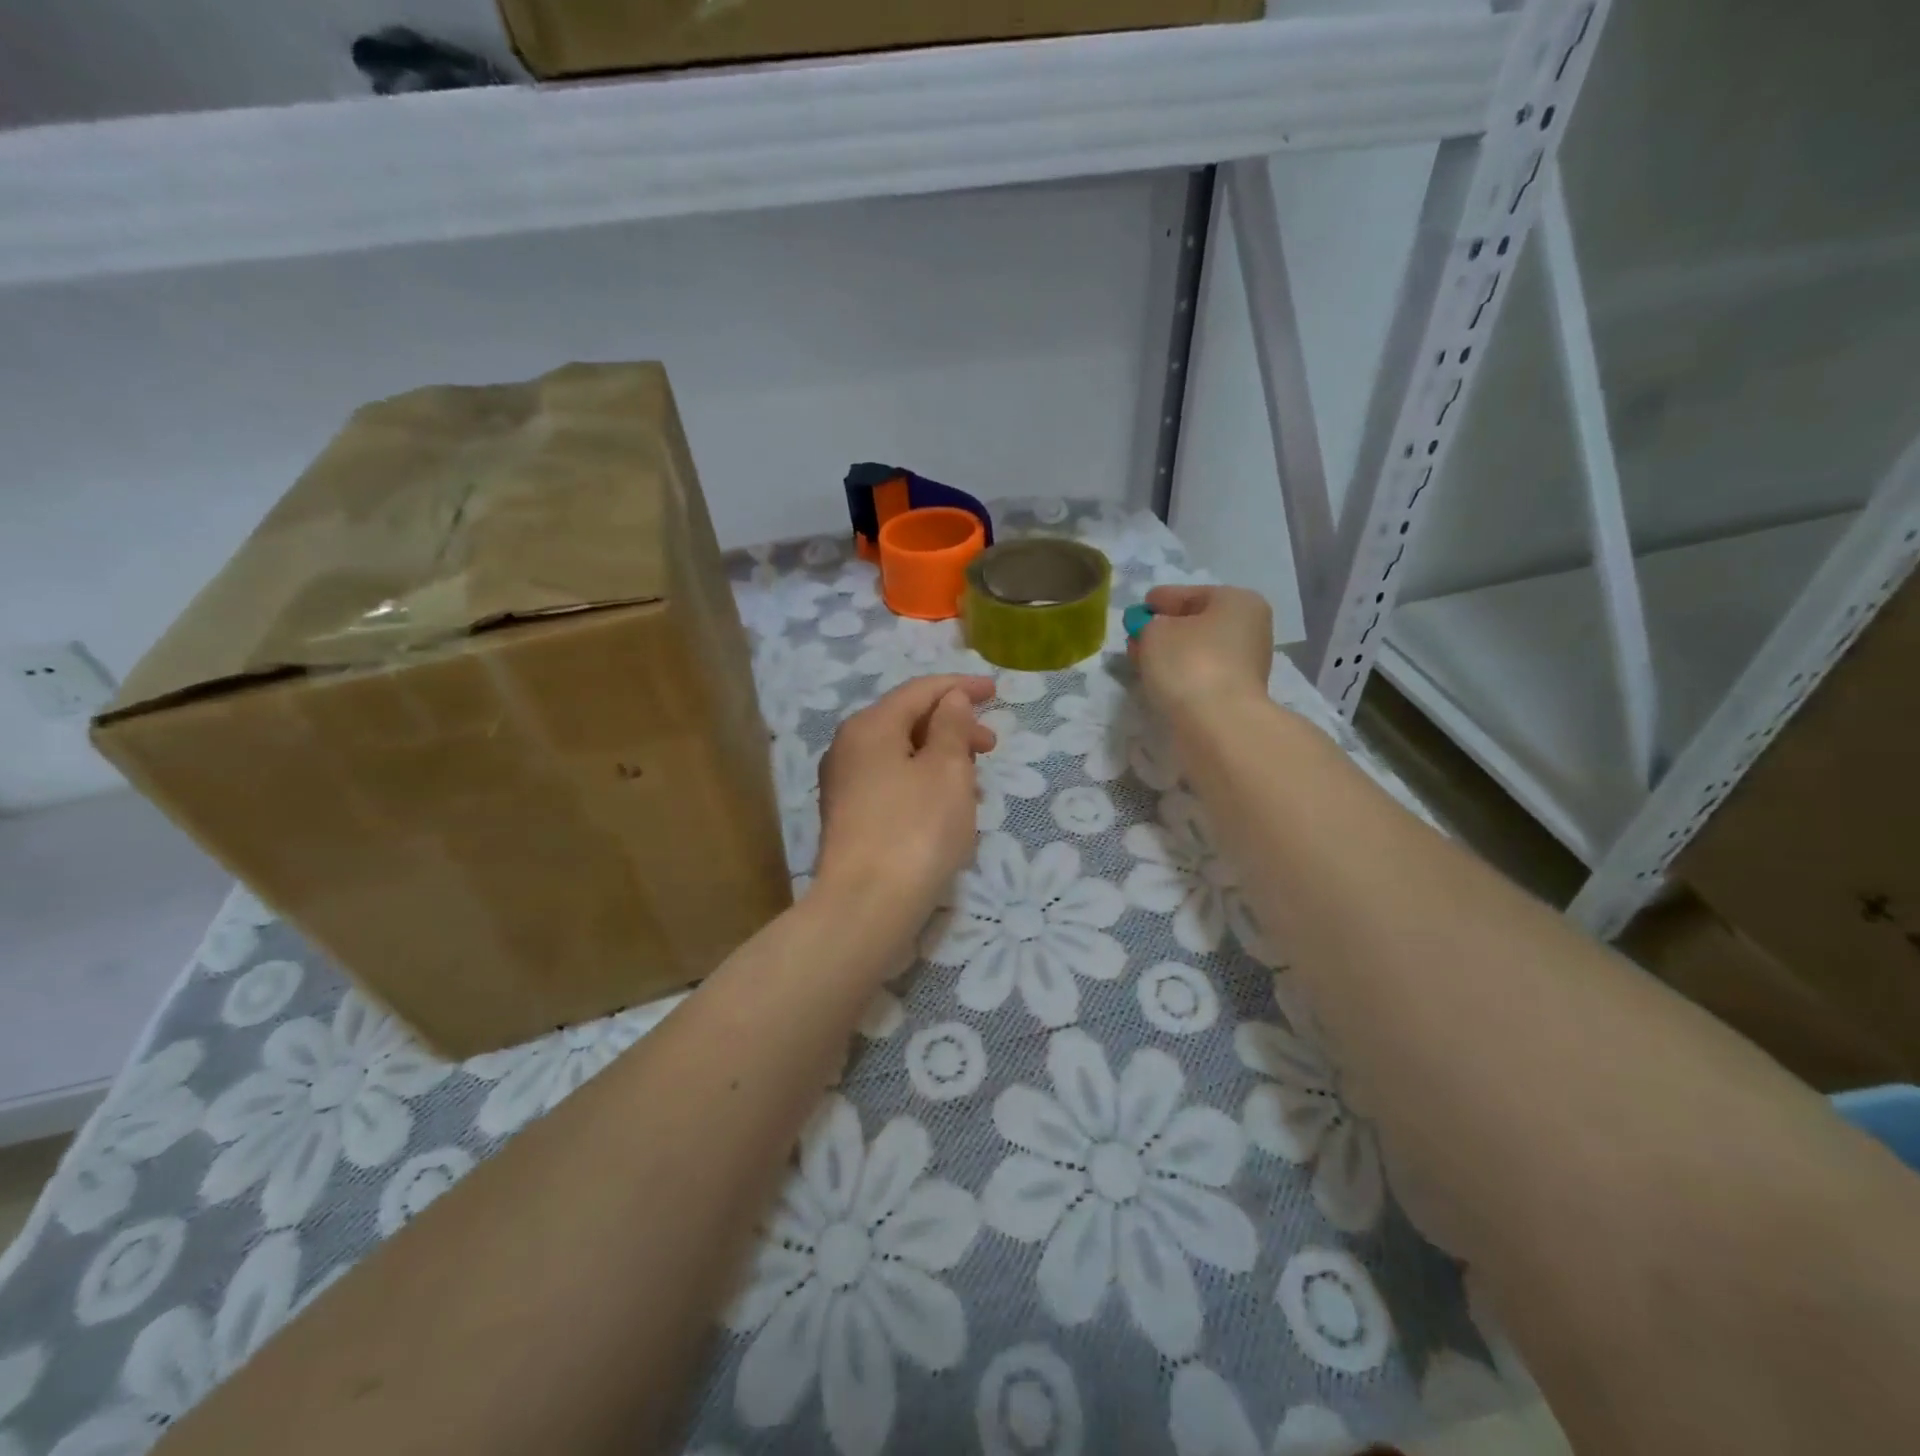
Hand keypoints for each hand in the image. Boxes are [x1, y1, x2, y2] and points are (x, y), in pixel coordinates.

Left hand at [813, 674, 996, 917]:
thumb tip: (950, 700)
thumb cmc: (916, 829)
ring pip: (901, 754)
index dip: (959, 687)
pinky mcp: (849, 817)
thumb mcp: (948, 770)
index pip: (920, 691)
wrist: (866, 905)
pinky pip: (892, 782)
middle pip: (907, 721)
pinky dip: (923, 782)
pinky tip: (947, 806)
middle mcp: (849, 747)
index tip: (995, 692)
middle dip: (953, 727)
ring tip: (975, 781)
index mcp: (870, 726)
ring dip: (941, 758)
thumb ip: (952, 726)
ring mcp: (844, 784)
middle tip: (991, 746)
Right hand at [1128, 584, 1273, 721]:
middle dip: (1166, 629)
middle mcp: (1250, 629)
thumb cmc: (1188, 663)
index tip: (1140, 608)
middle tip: (1137, 637)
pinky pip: (1202, 675)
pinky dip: (1182, 675)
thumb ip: (1148, 625)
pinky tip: (1162, 681)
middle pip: (1197, 623)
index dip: (1161, 599)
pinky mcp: (1237, 695)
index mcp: (1238, 601)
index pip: (1190, 594)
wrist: (1217, 723)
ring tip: (1144, 661)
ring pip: (1199, 651)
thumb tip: (1152, 632)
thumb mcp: (1154, 632)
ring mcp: (1247, 664)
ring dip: (1173, 655)